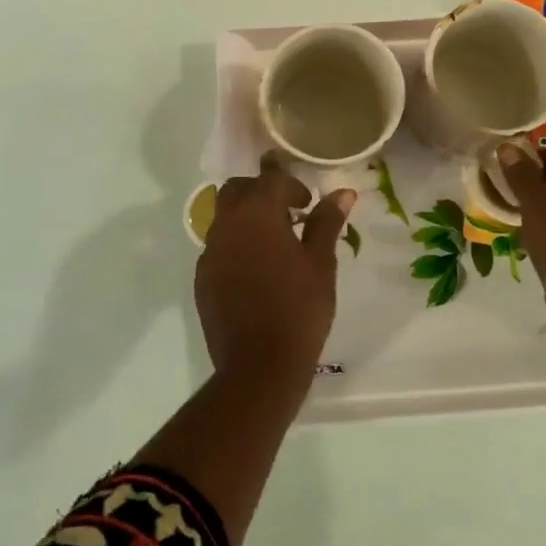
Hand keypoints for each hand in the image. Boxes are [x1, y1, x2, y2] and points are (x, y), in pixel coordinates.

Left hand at [196, 154, 356, 394]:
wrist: (258, 367)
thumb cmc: (298, 309)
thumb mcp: (321, 263)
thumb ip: (327, 222)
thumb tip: (343, 192)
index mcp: (257, 213)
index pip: (271, 178)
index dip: (292, 184)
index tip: (307, 203)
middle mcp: (227, 224)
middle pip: (238, 189)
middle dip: (261, 191)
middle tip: (288, 213)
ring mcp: (210, 251)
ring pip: (224, 216)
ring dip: (246, 216)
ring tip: (273, 243)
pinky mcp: (202, 277)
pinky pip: (218, 246)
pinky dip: (235, 244)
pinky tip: (255, 270)